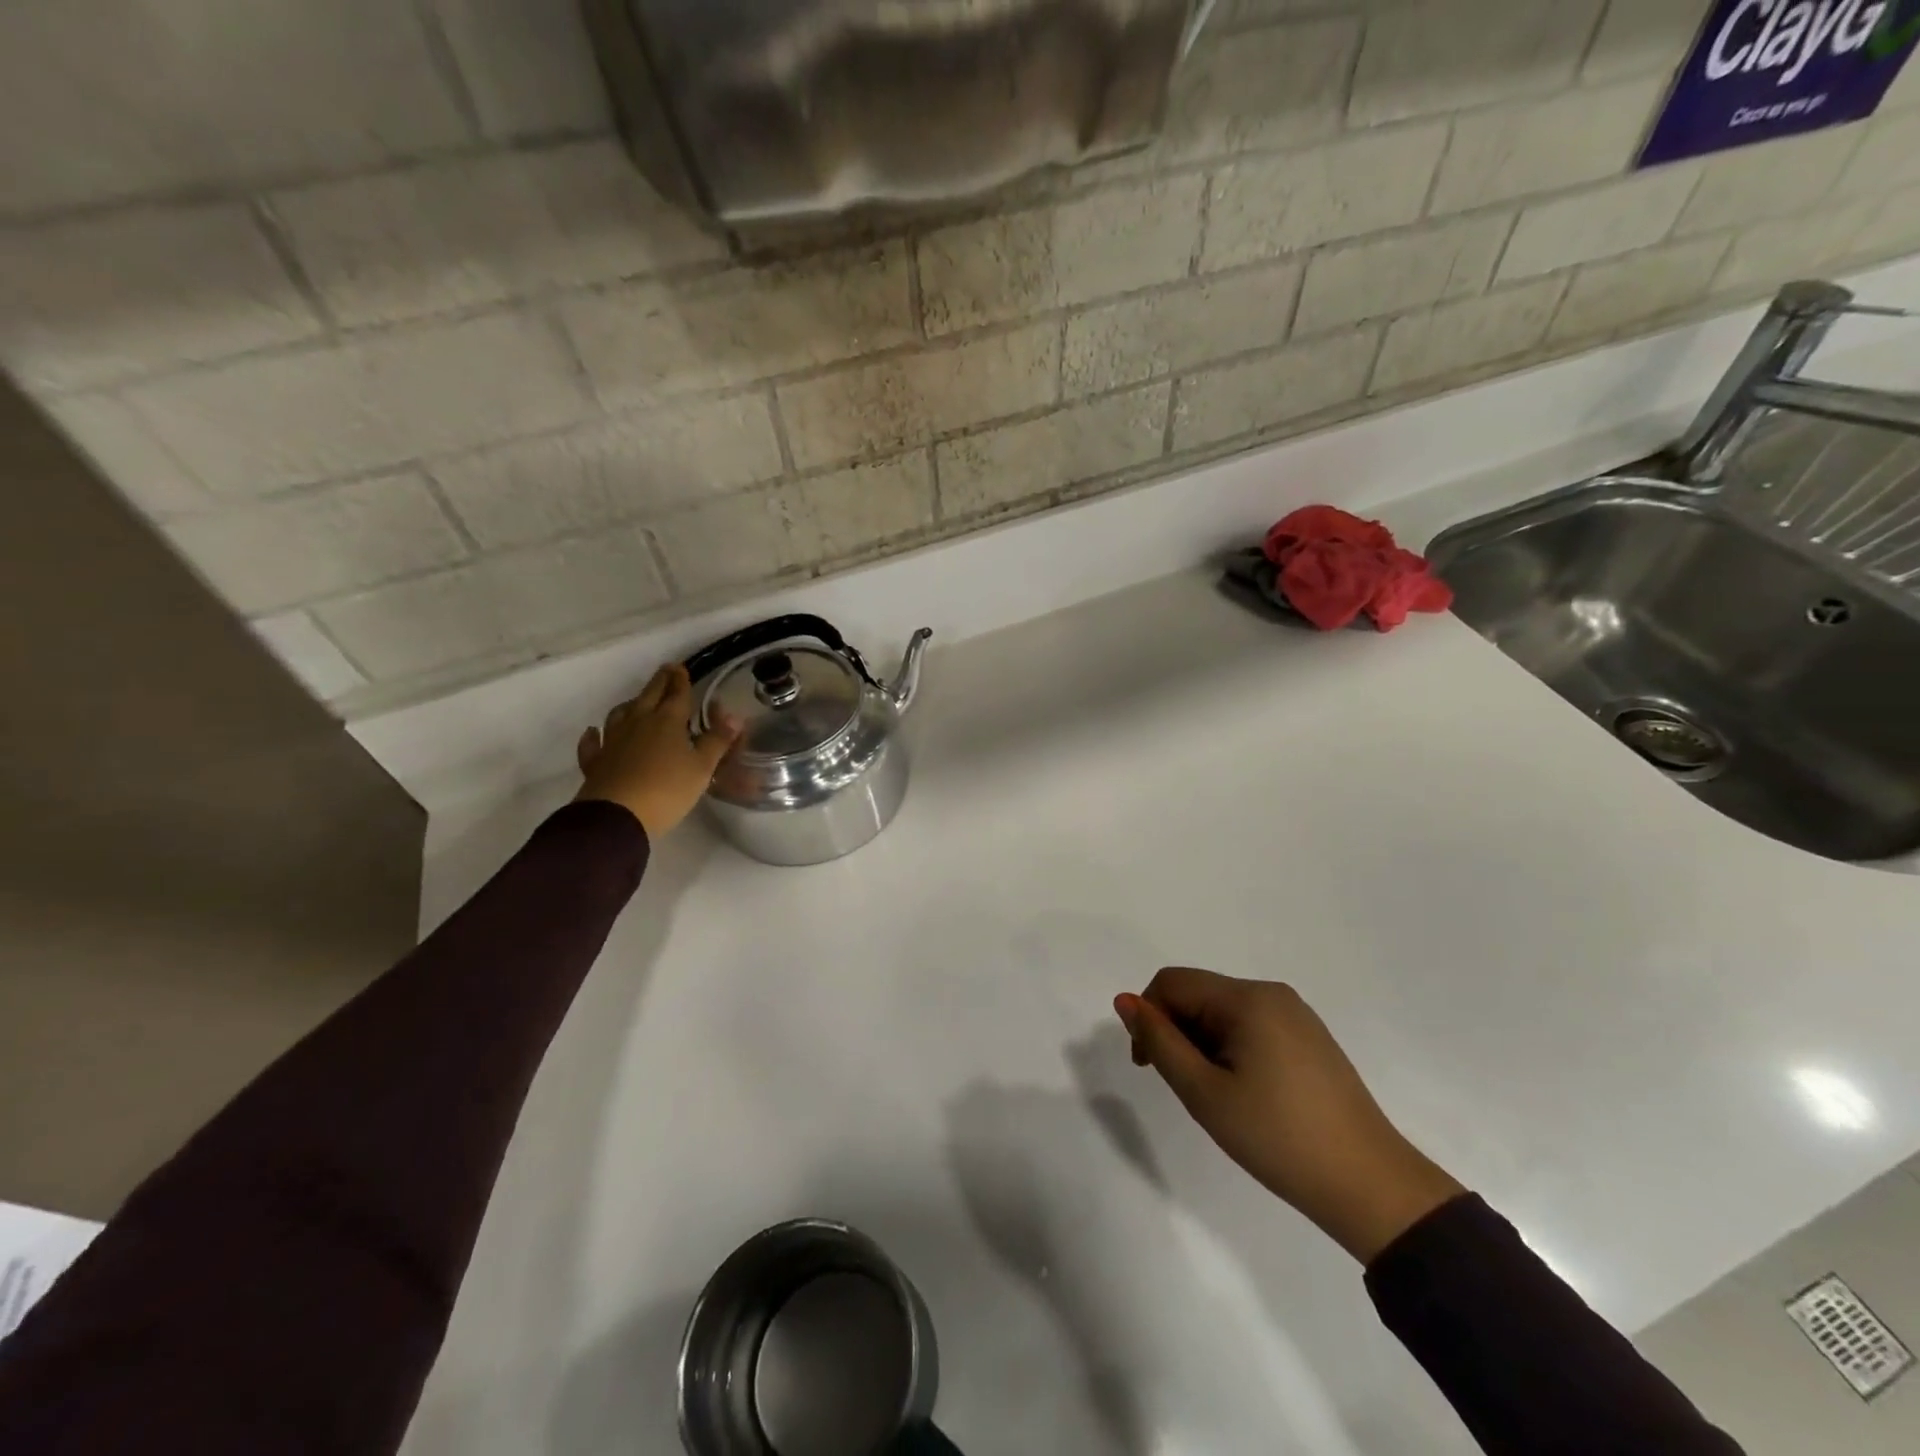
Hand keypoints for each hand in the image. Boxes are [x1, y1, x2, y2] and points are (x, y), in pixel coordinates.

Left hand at [575, 664, 741, 840]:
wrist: (617, 816)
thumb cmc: (667, 790)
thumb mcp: (702, 768)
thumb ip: (717, 741)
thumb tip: (734, 717)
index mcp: (667, 722)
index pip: (677, 694)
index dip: (681, 680)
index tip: (681, 667)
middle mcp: (638, 723)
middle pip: (649, 696)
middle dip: (660, 682)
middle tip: (666, 670)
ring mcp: (612, 741)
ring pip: (620, 714)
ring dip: (631, 704)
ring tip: (637, 701)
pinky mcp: (595, 761)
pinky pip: (593, 743)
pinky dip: (593, 736)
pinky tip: (593, 732)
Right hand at [1114, 969, 1463, 1263]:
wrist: (1370, 1186)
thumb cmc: (1277, 1137)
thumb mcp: (1204, 1092)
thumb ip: (1159, 1041)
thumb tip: (1124, 1001)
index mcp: (1247, 998)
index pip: (1172, 983)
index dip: (1148, 1017)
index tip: (1148, 1067)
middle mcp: (1272, 993)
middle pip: (1199, 994)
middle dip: (1177, 1032)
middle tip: (1186, 1089)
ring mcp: (1296, 1014)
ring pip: (1223, 1012)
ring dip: (1203, 1043)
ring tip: (1218, 1096)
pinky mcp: (1310, 1038)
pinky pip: (1252, 1026)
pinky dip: (1231, 1049)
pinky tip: (1247, 1093)